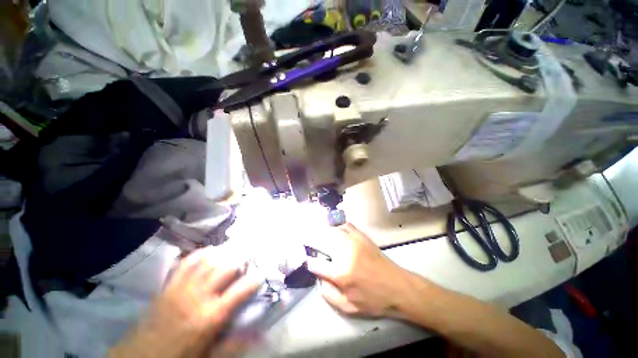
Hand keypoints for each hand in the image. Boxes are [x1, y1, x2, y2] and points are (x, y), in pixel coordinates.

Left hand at [110, 246, 259, 357]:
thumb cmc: (180, 357)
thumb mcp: (210, 356)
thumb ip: (235, 344)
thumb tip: (261, 334)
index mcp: (210, 317)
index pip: (240, 291)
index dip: (254, 279)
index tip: (262, 273)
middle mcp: (199, 297)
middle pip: (225, 268)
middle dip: (241, 259)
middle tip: (249, 257)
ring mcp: (182, 288)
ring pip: (208, 261)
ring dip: (224, 252)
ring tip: (234, 250)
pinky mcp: (169, 285)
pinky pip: (187, 262)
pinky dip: (201, 253)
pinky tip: (210, 251)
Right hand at [306, 223, 412, 317]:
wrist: (398, 286)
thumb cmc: (373, 300)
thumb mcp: (348, 307)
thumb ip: (328, 294)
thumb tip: (319, 277)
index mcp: (341, 273)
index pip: (316, 264)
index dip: (311, 264)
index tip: (311, 264)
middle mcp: (345, 252)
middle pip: (322, 240)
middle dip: (314, 243)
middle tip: (313, 247)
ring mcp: (354, 241)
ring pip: (332, 230)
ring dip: (325, 234)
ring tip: (324, 240)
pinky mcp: (362, 236)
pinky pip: (345, 226)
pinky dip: (338, 228)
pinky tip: (338, 234)